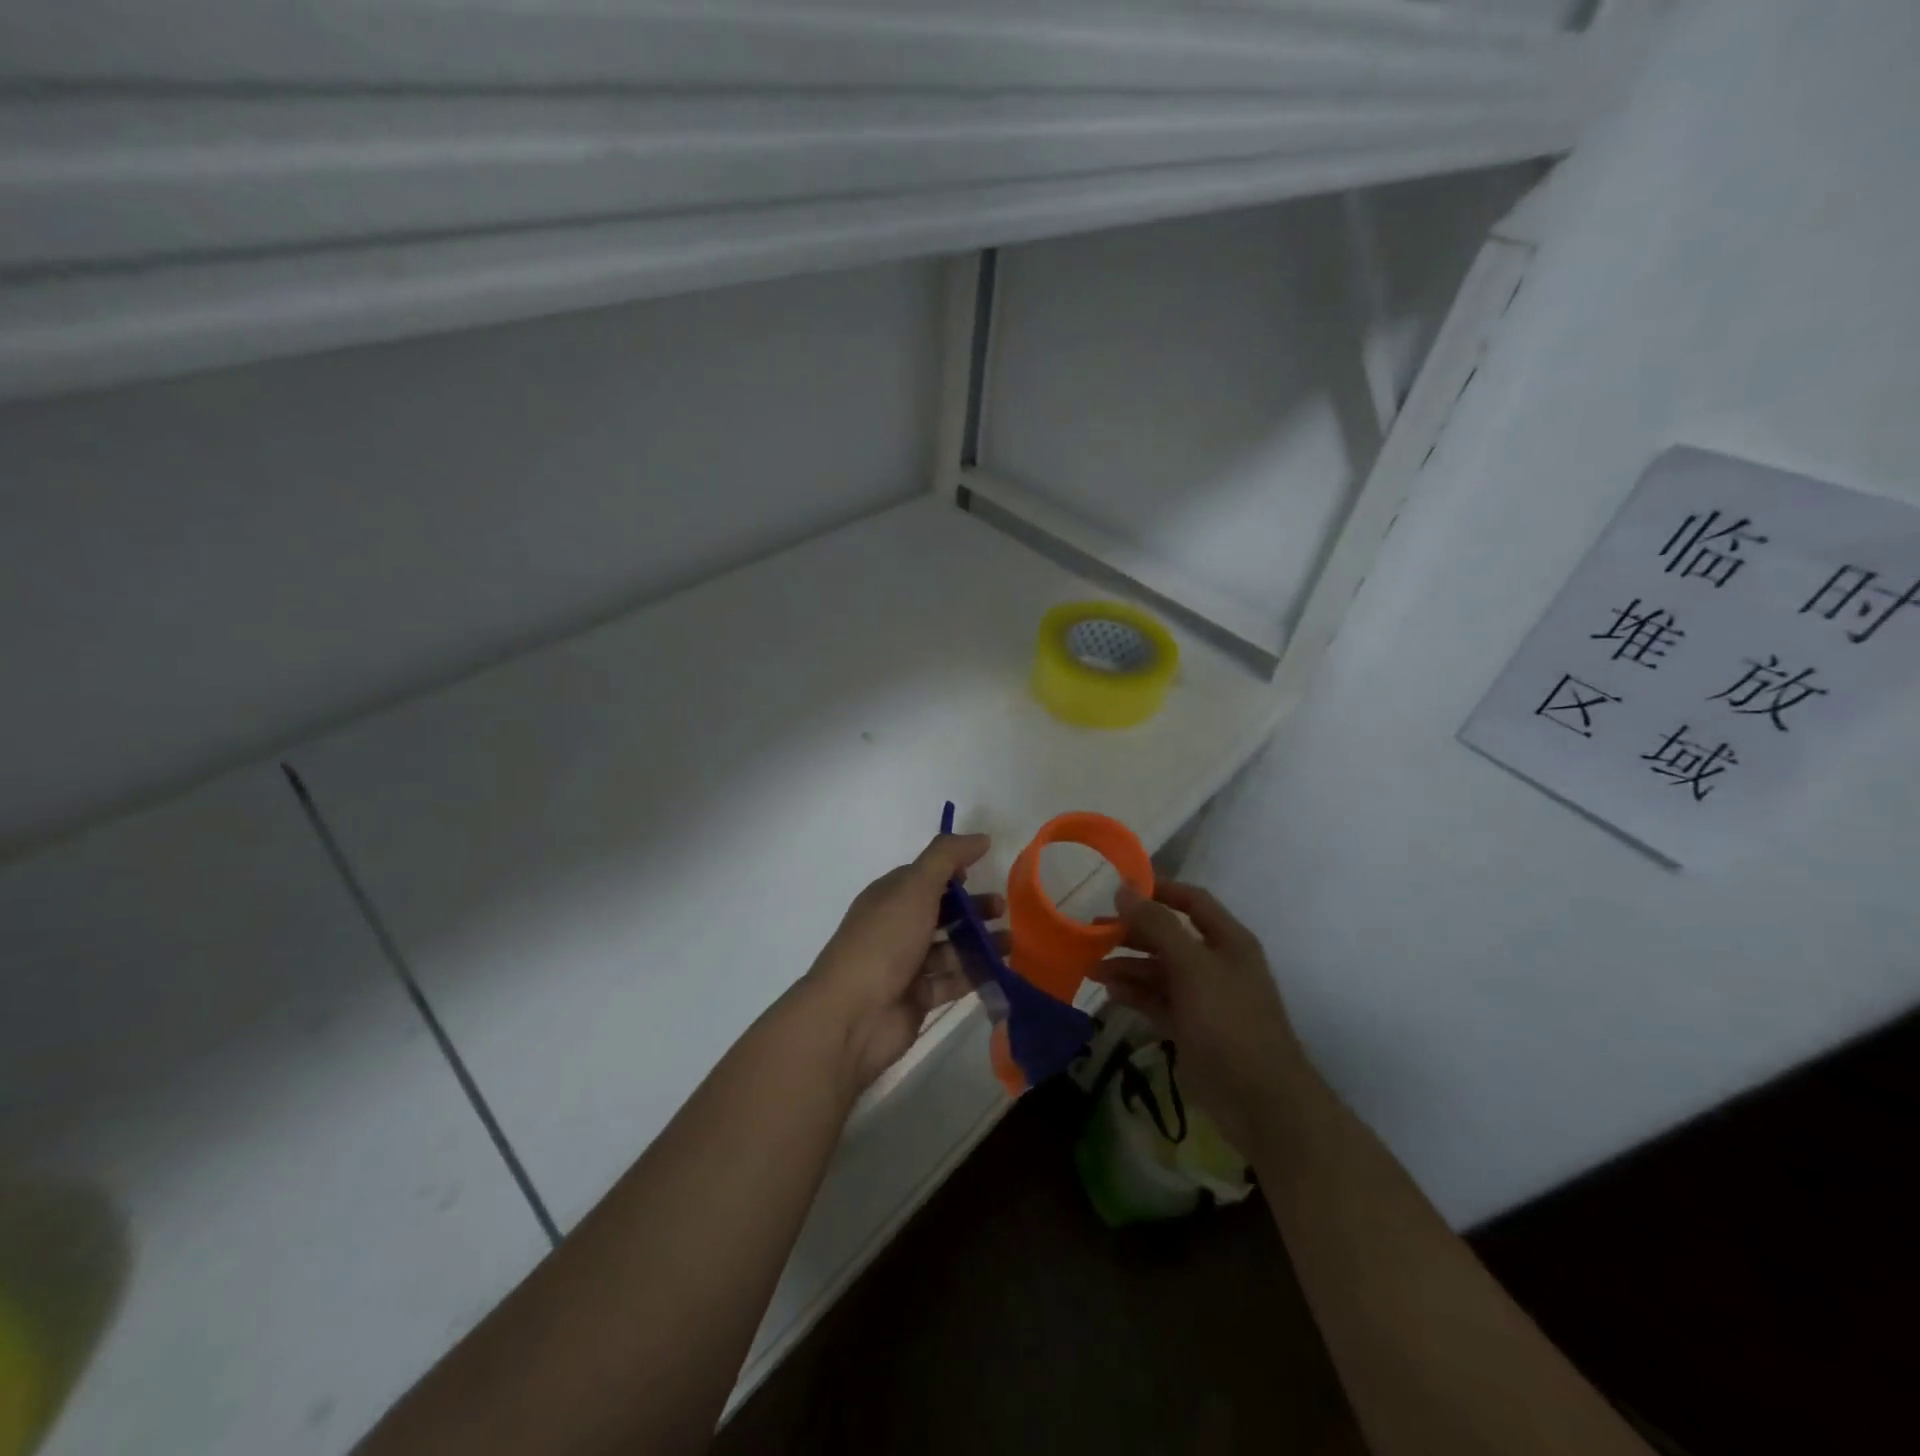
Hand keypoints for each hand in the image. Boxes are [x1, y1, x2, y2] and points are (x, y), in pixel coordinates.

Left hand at [802, 833, 1005, 1095]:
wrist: (853, 1014)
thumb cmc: (885, 941)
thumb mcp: (915, 886)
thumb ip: (947, 857)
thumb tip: (981, 837)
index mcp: (890, 896)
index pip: (925, 877)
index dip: (953, 872)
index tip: (984, 871)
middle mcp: (897, 927)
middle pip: (941, 911)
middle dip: (973, 908)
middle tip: (1002, 910)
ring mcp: (907, 965)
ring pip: (951, 947)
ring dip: (980, 942)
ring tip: (1011, 943)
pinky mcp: (919, 997)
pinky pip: (953, 980)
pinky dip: (977, 974)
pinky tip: (1003, 970)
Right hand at [1094, 880, 1302, 1151]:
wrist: (1260, 1101)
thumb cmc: (1230, 1022)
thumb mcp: (1193, 966)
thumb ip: (1158, 925)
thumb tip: (1124, 889)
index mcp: (1227, 940)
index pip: (1191, 901)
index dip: (1158, 889)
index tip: (1119, 887)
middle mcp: (1215, 963)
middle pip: (1169, 936)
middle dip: (1133, 932)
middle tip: (1093, 931)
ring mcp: (1202, 997)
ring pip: (1158, 970)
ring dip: (1127, 965)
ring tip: (1092, 967)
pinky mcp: (1190, 1027)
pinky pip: (1157, 1000)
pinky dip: (1134, 994)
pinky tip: (1110, 991)